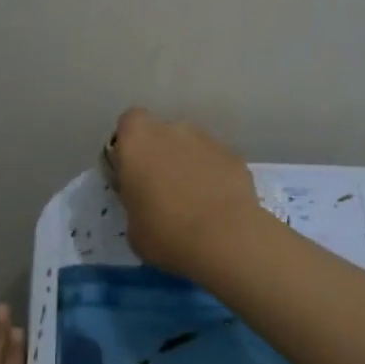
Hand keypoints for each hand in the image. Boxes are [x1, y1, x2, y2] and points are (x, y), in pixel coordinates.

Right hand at [107, 107, 264, 280]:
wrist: (225, 241)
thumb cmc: (165, 233)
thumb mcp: (132, 225)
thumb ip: (135, 201)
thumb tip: (146, 202)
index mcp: (138, 141)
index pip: (129, 122)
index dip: (130, 144)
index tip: (133, 170)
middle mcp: (172, 129)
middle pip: (163, 133)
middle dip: (161, 153)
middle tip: (163, 188)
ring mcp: (208, 139)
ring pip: (192, 145)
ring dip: (189, 163)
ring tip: (195, 199)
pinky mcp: (235, 155)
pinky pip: (216, 160)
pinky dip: (214, 175)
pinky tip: (218, 203)